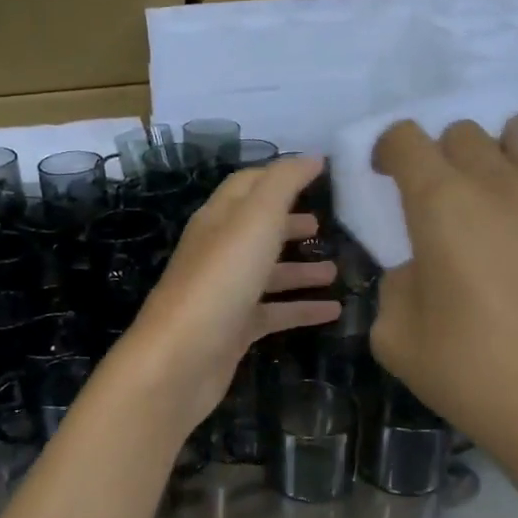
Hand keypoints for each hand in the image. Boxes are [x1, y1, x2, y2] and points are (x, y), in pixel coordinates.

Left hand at [112, 156, 341, 432]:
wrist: (180, 360)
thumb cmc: (220, 280)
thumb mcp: (255, 220)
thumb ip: (283, 184)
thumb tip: (311, 157)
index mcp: (218, 219)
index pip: (248, 185)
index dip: (281, 175)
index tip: (320, 172)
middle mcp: (218, 252)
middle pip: (257, 229)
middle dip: (290, 223)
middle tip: (327, 223)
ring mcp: (225, 293)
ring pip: (267, 273)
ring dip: (300, 269)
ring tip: (336, 270)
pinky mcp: (233, 330)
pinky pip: (273, 313)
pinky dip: (301, 309)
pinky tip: (332, 312)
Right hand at [370, 115, 517, 484]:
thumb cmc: (473, 374)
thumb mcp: (396, 338)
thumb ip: (396, 286)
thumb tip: (421, 269)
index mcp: (442, 204)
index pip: (406, 138)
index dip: (388, 150)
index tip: (386, 178)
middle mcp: (502, 184)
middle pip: (464, 132)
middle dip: (441, 158)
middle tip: (439, 207)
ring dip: (499, 155)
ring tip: (495, 205)